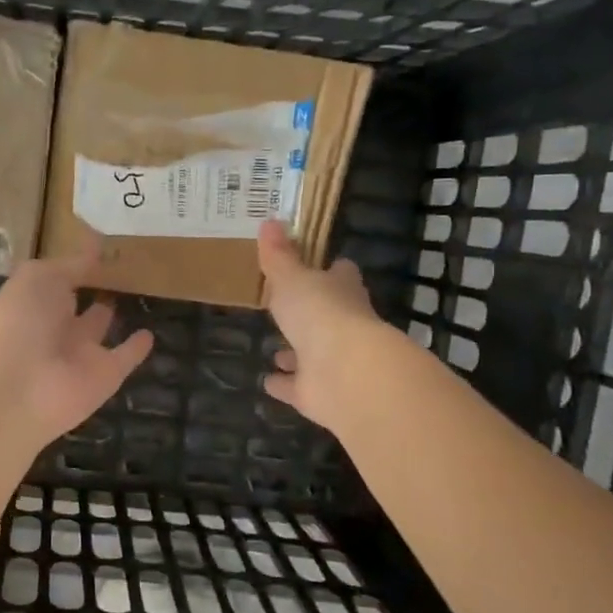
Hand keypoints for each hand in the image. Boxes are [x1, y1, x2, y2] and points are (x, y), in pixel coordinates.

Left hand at [0, 241, 154, 455]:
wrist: (13, 390)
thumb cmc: (17, 321)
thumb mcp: (39, 278)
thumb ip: (71, 264)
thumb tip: (97, 243)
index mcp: (31, 299)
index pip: (56, 278)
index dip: (75, 263)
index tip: (101, 243)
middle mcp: (53, 326)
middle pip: (74, 304)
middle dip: (90, 287)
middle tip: (121, 266)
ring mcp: (78, 354)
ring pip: (97, 330)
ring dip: (110, 315)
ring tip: (137, 291)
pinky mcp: (104, 377)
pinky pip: (123, 359)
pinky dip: (136, 349)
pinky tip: (150, 334)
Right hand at [258, 220, 388, 432]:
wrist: (344, 372)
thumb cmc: (320, 313)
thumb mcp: (292, 277)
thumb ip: (279, 256)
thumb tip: (270, 220)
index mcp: (342, 292)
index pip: (341, 275)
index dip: (331, 270)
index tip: (318, 265)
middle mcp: (344, 325)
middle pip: (328, 315)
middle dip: (310, 314)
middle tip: (286, 309)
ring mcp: (333, 362)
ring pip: (313, 354)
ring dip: (296, 352)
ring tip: (276, 351)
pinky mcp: (319, 392)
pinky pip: (298, 387)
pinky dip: (285, 384)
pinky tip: (269, 381)